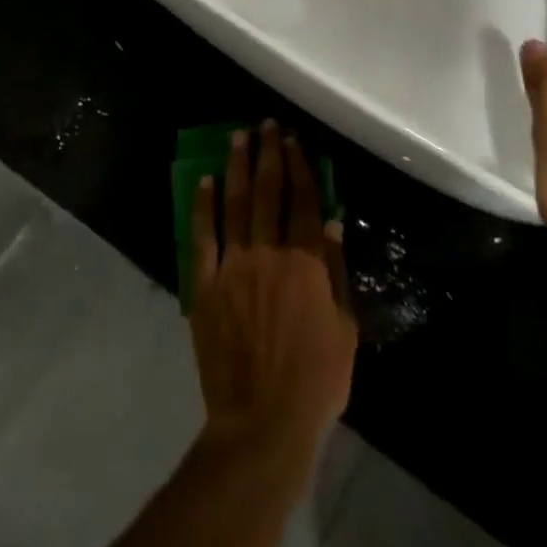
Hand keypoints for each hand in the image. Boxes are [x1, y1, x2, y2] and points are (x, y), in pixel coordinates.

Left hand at [189, 122, 356, 460]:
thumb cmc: (316, 379)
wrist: (263, 422)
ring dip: (236, 167)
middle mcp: (268, 253)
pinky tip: (203, 181)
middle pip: (267, 192)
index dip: (299, 166)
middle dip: (268, 154)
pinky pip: (202, 238)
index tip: (294, 139)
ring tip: (237, 137)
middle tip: (266, 125)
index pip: (303, 200)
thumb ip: (336, 269)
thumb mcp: (345, 327)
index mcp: (306, 262)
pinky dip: (202, 206)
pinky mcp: (205, 285)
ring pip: (234, 204)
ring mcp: (233, 266)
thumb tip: (331, 220)